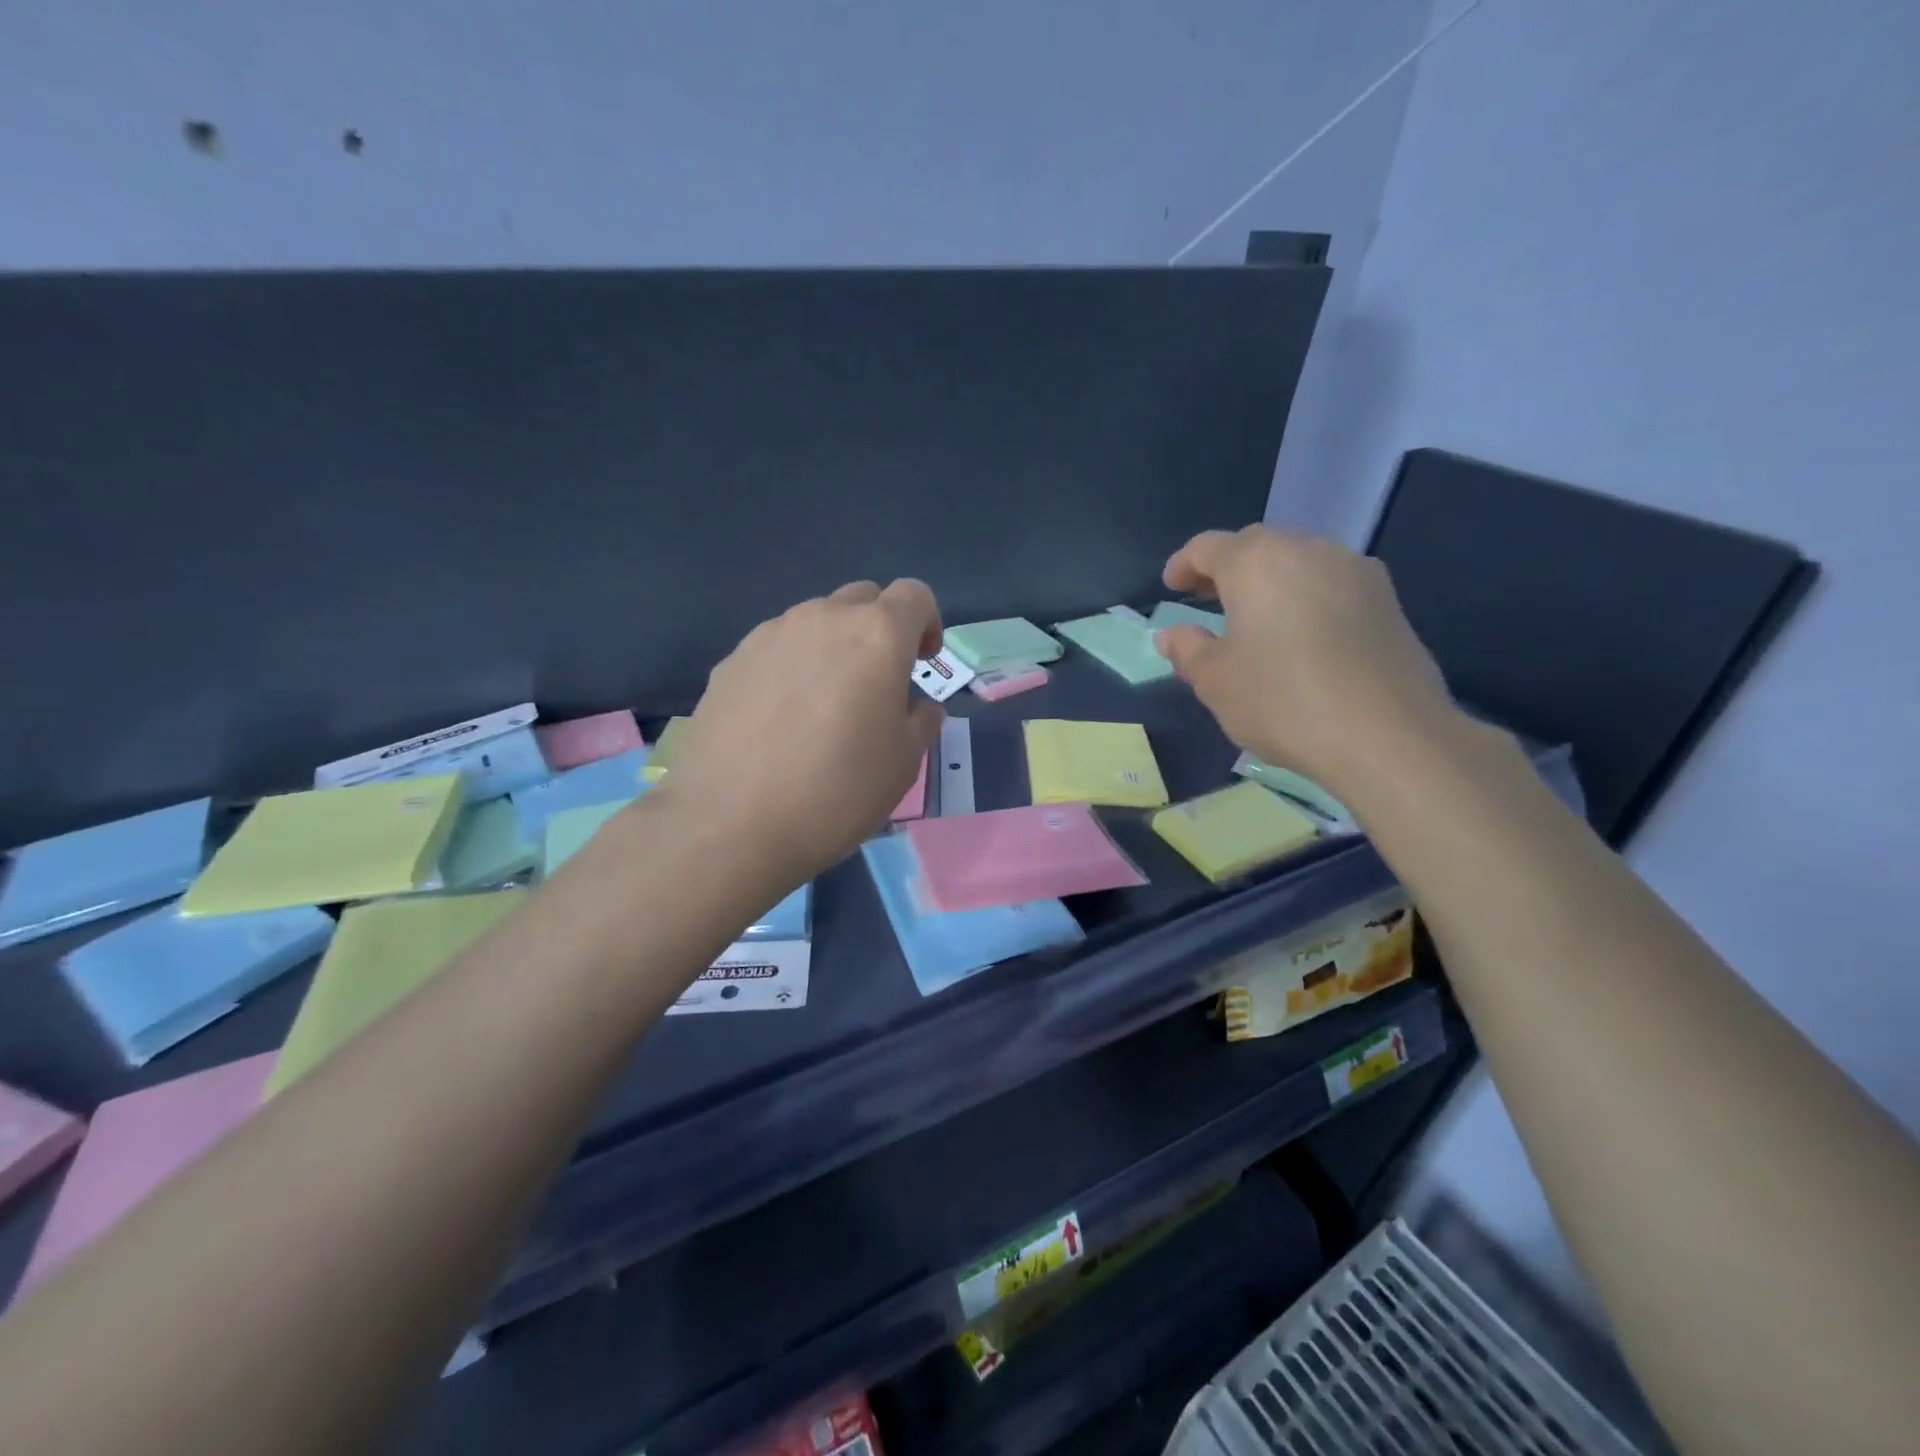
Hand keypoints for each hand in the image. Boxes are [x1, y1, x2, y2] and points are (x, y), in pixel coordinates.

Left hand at [655, 579, 943, 887]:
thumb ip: (921, 721)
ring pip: (816, 621)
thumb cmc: (838, 791)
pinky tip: (780, 718)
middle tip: (877, 684)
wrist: (732, 824)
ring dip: (833, 646)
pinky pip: (776, 648)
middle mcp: (822, 619)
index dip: (927, 623)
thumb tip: (917, 706)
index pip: (914, 595)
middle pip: (863, 599)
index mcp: (876, 635)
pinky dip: (792, 666)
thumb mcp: (904, 762)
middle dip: (880, 630)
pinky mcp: (731, 661)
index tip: (921, 664)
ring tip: (825, 704)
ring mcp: (770, 635)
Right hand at [1155, 527, 1460, 798]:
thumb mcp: (1216, 682)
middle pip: (1257, 547)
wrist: (1388, 736)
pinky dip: (1305, 599)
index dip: (1183, 565)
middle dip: (1227, 569)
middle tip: (1207, 600)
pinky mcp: (1388, 601)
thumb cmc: (1283, 701)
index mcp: (1257, 562)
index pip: (1208, 547)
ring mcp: (1356, 572)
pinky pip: (1331, 586)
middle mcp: (1309, 551)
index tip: (1171, 586)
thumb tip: (1173, 635)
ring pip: (1299, 563)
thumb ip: (1188, 650)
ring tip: (1254, 619)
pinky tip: (1301, 637)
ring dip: (1270, 583)